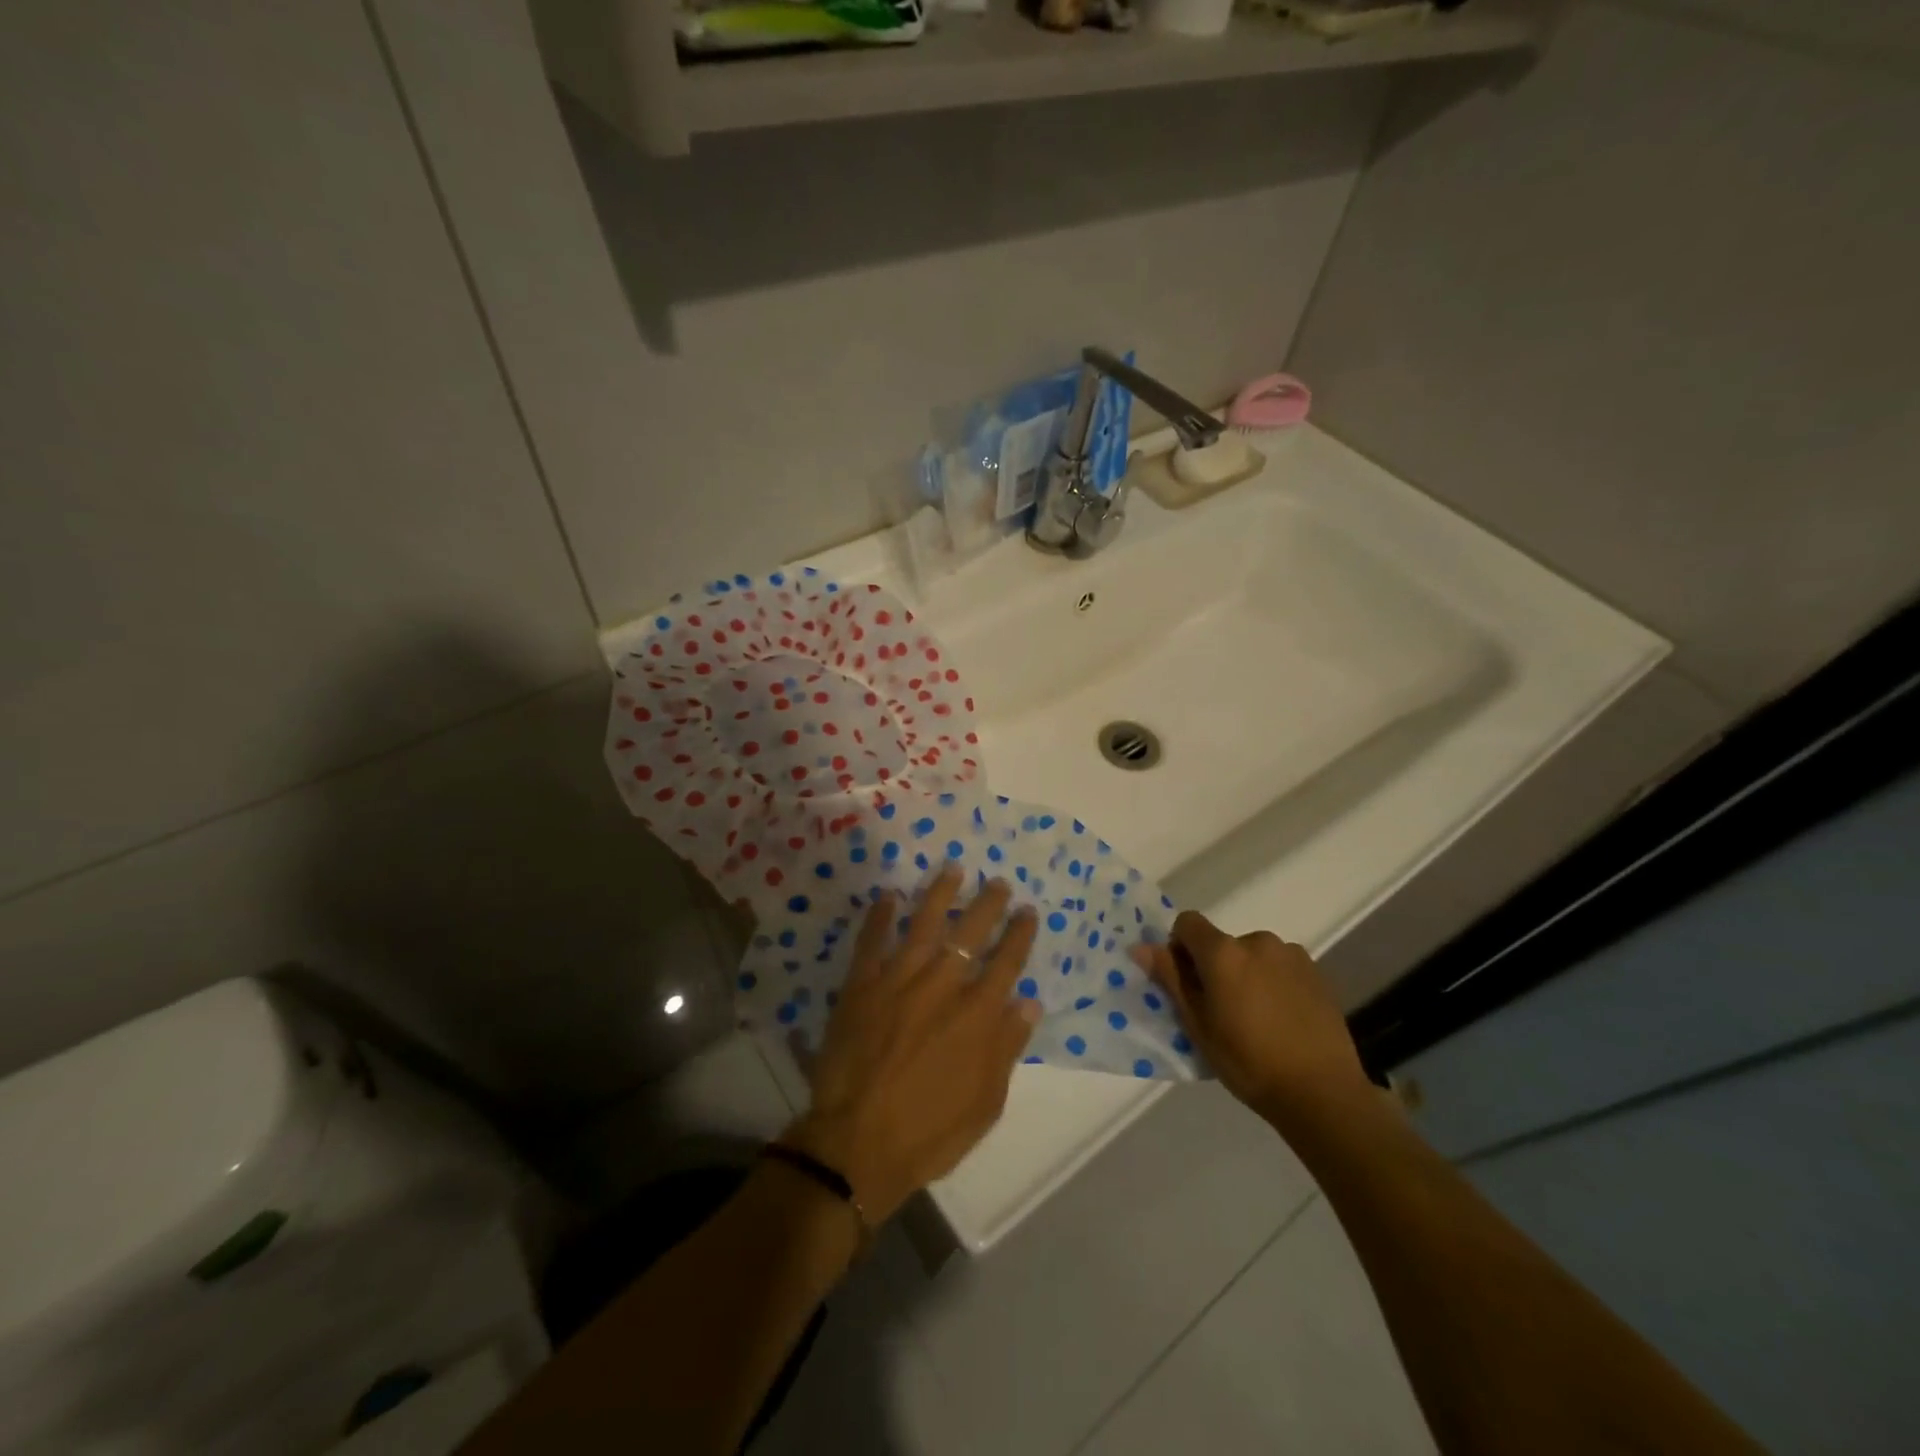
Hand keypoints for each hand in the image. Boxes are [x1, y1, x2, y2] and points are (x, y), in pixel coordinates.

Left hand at [782, 866, 1040, 1223]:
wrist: (857, 1144)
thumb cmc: (929, 1131)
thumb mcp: (985, 1103)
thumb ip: (1007, 1047)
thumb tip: (1028, 1002)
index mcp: (976, 1015)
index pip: (1006, 962)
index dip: (1019, 934)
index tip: (1027, 912)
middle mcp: (941, 986)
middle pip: (970, 933)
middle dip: (988, 904)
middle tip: (998, 883)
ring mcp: (898, 980)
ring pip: (924, 924)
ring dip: (940, 894)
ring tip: (952, 869)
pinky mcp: (860, 985)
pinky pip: (871, 941)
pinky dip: (880, 916)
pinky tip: (889, 896)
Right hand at [1133, 911, 1377, 1135]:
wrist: (1322, 1093)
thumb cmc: (1248, 1062)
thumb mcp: (1198, 1026)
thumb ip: (1171, 979)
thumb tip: (1140, 947)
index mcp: (1223, 952)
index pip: (1187, 923)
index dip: (1180, 947)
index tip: (1187, 983)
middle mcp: (1256, 941)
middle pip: (1222, 942)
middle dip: (1215, 967)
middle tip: (1222, 1011)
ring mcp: (1291, 954)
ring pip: (1252, 955)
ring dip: (1246, 974)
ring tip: (1258, 1019)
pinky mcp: (1316, 972)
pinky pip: (1280, 967)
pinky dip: (1273, 983)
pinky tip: (1283, 1020)